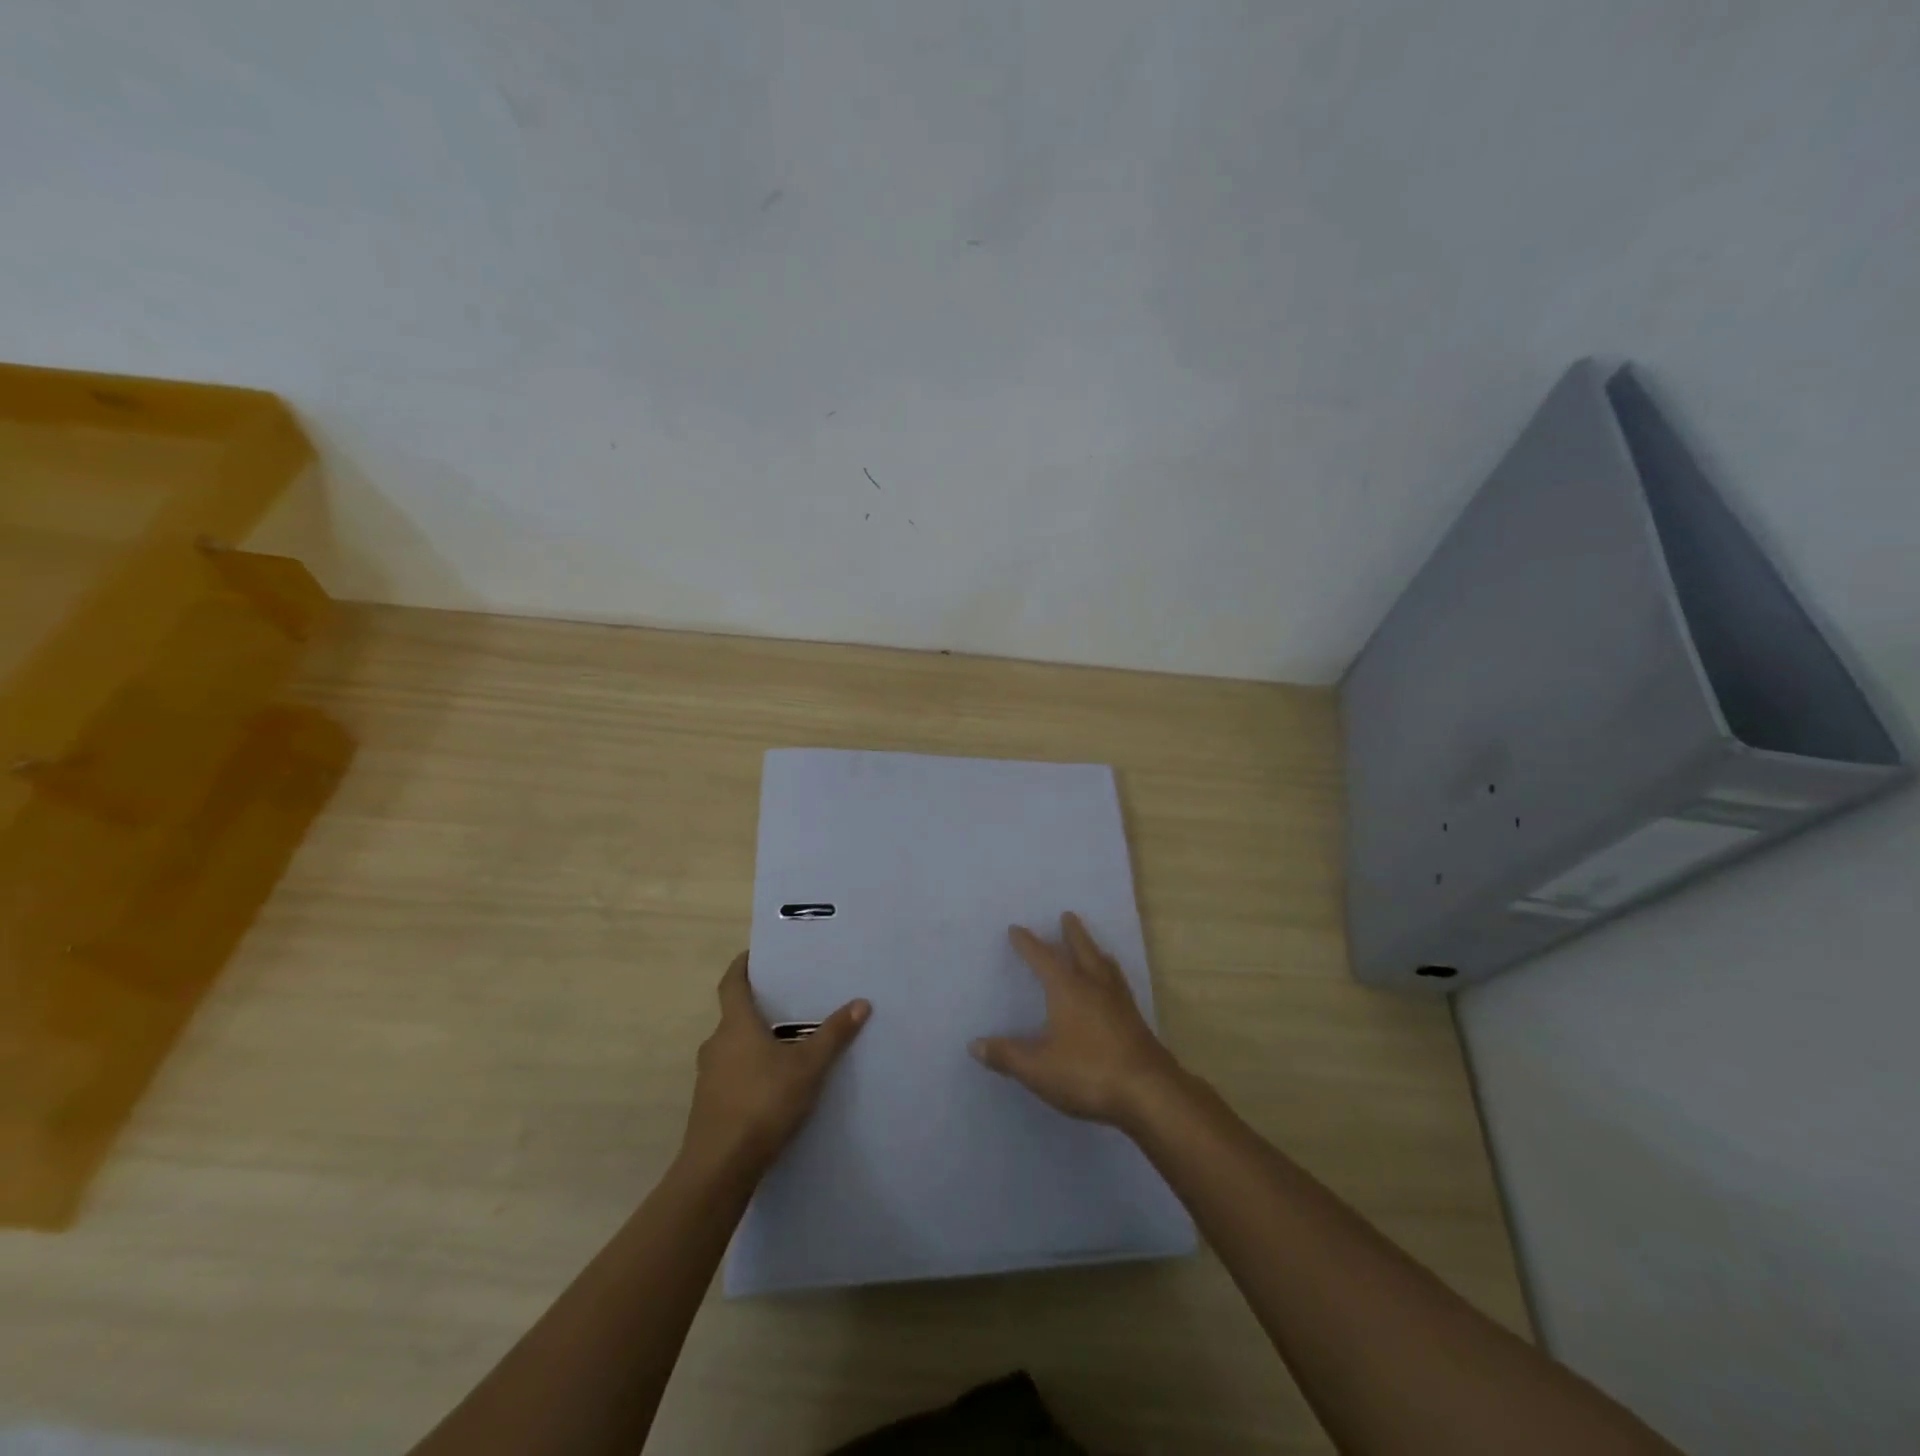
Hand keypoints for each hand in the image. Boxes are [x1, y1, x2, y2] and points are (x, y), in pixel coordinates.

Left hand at [681, 953, 868, 1174]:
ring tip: (787, 1043)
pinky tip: (773, 1083)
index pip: (731, 983)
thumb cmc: (763, 1103)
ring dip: (755, 1041)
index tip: (755, 955)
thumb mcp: (808, 1067)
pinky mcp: (709, 1104)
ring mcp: (708, 1076)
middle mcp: (716, 1044)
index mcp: (736, 1025)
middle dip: (758, 1008)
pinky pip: (731, 1073)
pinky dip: (750, 1069)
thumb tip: (861, 1003)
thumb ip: (833, 1035)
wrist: (719, 1168)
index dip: (741, 966)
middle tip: (788, 1001)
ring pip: (733, 1047)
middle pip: (734, 1015)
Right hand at [970, 912, 1184, 1129]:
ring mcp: (1119, 1001)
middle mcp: (1094, 986)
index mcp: (1067, 989)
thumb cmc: (1088, 1072)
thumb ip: (1007, 1055)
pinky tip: (1113, 986)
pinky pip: (1119, 983)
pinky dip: (1111, 974)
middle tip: (1067, 915)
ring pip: (1104, 965)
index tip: (1016, 929)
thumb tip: (974, 1044)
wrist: (1148, 1092)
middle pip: (1082, 950)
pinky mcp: (1135, 1019)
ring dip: (1094, 950)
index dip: (1028, 944)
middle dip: (1072, 933)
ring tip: (1093, 946)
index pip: (1043, 959)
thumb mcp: (1038, 1068)